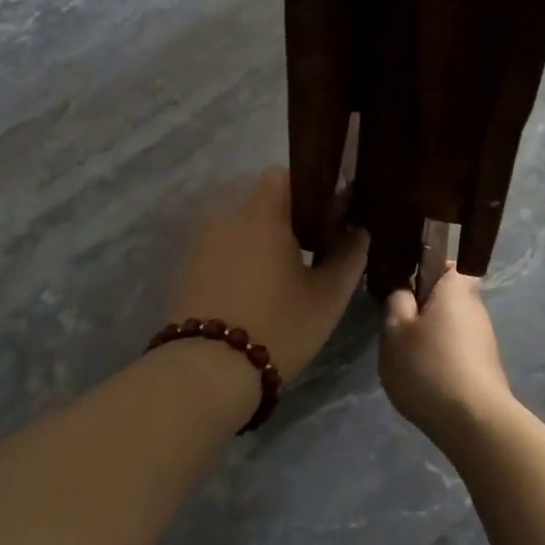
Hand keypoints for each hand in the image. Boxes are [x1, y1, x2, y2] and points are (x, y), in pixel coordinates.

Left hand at [168, 169, 368, 382]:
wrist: (207, 369)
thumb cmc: (277, 325)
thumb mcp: (327, 297)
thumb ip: (348, 257)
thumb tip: (359, 232)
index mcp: (263, 214)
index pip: (283, 176)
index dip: (307, 190)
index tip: (325, 218)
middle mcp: (227, 216)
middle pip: (260, 201)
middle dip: (284, 218)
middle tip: (308, 250)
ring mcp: (201, 241)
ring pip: (238, 226)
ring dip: (258, 239)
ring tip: (279, 274)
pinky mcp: (186, 266)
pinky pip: (219, 247)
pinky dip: (236, 257)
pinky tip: (250, 290)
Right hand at [380, 263, 515, 447]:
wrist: (473, 423)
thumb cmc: (429, 366)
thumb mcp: (395, 330)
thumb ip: (396, 301)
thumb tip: (405, 290)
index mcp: (455, 289)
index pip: (445, 262)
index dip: (424, 267)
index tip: (402, 284)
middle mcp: (475, 308)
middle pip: (445, 296)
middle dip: (421, 306)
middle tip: (395, 324)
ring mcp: (483, 340)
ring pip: (448, 325)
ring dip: (428, 335)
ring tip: (405, 357)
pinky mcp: (483, 367)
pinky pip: (455, 350)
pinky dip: (438, 358)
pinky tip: (423, 379)